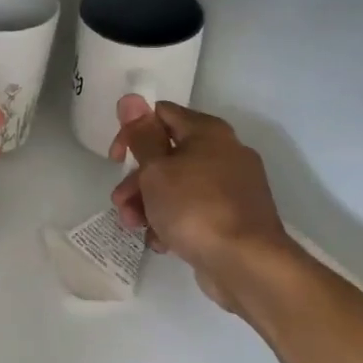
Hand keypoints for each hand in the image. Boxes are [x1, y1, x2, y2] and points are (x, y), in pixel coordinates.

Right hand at [108, 96, 290, 311]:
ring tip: (136, 229)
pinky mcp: (233, 218)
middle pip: (167, 155)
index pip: (161, 114)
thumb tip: (131, 98)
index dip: (133, 132)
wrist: (246, 263)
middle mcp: (224, 152)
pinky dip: (174, 222)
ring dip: (150, 204)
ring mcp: (232, 187)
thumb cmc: (195, 208)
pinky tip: (162, 242)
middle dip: (138, 180)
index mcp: (208, 132)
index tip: (116, 160)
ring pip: (178, 186)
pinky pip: (194, 211)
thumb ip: (141, 136)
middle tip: (121, 203)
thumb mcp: (157, 170)